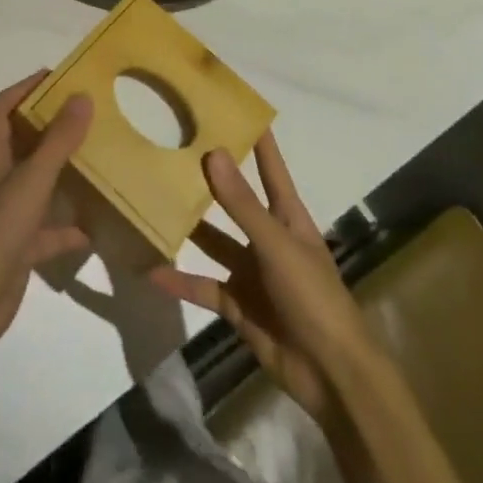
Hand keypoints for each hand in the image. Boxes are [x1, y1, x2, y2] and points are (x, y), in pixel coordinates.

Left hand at [0, 72, 92, 367]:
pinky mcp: (23, 249)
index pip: (2, 109)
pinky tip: (100, 226)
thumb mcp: (32, 181)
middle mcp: (1, 181)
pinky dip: (73, 228)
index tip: (56, 77)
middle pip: (25, 144)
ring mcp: (12, 216)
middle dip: (53, 127)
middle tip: (89, 115)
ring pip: (42, 185)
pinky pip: (53, 231)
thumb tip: (82, 97)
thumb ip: (58, 141)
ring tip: (101, 160)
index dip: (23, 88)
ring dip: (66, 174)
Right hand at [150, 133, 379, 423]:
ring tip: (153, 203)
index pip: (270, 166)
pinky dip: (180, 281)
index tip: (232, 106)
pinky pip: (203, 287)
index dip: (255, 138)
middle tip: (172, 148)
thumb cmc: (314, 297)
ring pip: (213, 242)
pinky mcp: (238, 305)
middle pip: (233, 201)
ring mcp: (251, 272)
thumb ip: (241, 204)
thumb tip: (212, 153)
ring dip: (188, 228)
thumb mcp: (277, 245)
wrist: (332, 376)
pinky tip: (151, 270)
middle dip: (208, 179)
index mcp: (287, 217)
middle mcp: (267, 237)